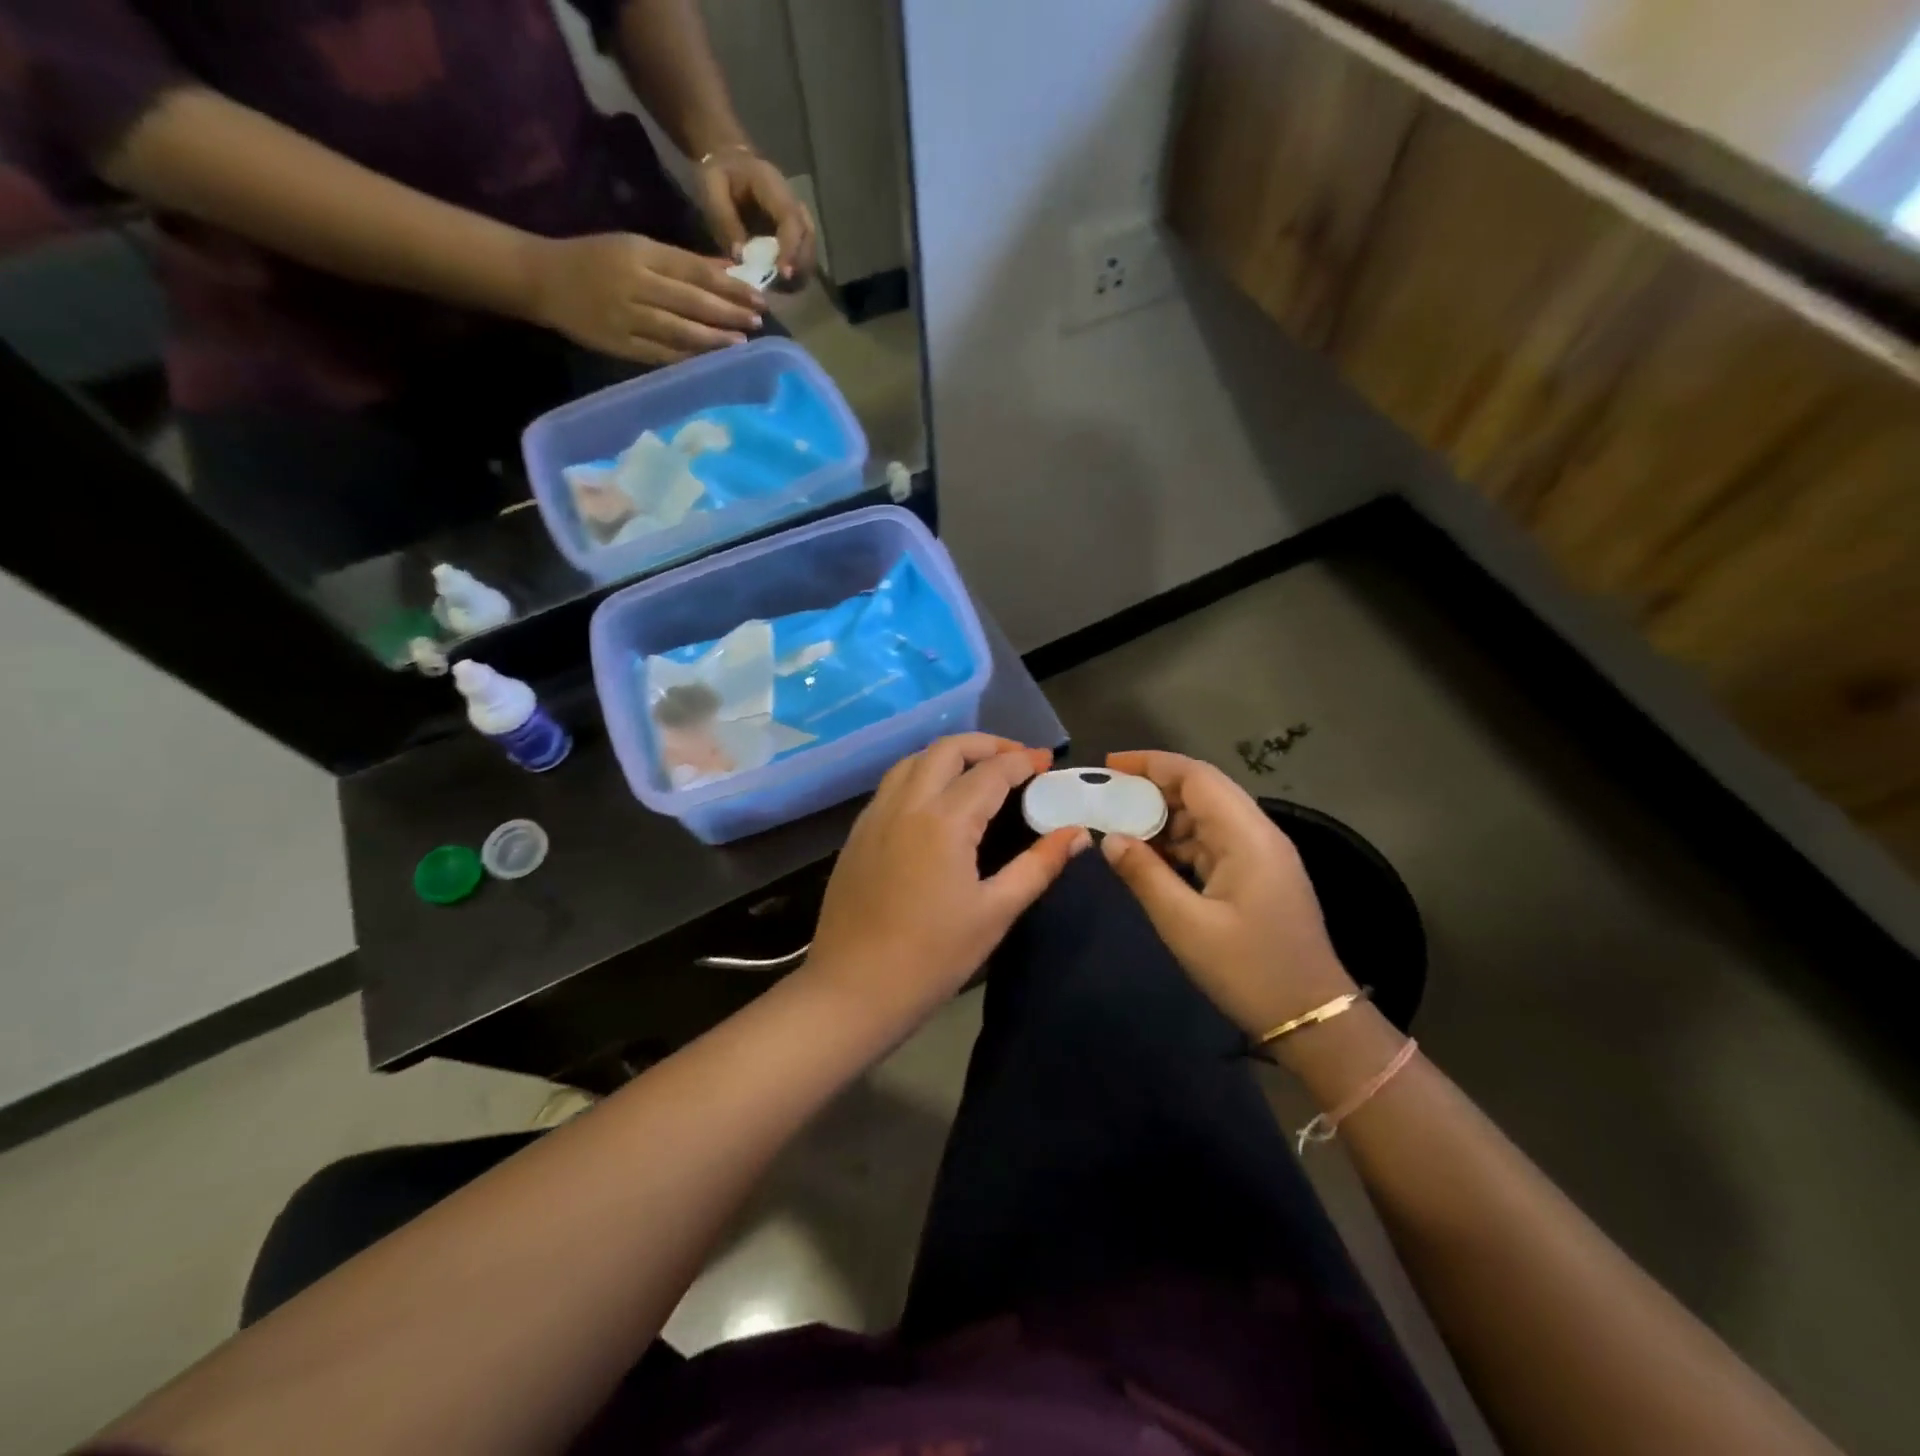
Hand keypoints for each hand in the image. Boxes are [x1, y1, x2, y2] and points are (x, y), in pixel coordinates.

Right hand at [523, 232, 764, 366]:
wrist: (541, 279)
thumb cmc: (595, 260)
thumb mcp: (636, 248)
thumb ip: (682, 262)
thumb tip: (728, 271)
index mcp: (640, 254)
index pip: (694, 271)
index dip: (729, 285)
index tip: (757, 296)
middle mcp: (635, 284)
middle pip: (691, 301)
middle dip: (728, 312)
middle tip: (758, 320)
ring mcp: (627, 318)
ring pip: (679, 330)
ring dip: (714, 339)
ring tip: (741, 343)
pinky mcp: (620, 345)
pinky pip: (661, 355)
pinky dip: (688, 359)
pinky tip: (711, 363)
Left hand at [695, 148, 816, 279]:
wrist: (732, 163)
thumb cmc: (720, 174)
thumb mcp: (712, 188)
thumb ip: (725, 220)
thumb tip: (741, 258)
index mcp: (773, 186)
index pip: (791, 220)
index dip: (791, 249)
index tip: (783, 274)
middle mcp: (794, 203)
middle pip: (808, 239)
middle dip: (798, 267)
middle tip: (780, 286)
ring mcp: (798, 219)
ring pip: (810, 251)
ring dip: (798, 273)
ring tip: (779, 287)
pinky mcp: (797, 234)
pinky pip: (803, 258)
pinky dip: (795, 273)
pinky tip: (780, 283)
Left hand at [805, 735, 1089, 1023]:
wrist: (853, 990)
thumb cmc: (932, 957)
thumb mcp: (995, 913)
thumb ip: (1038, 866)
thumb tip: (1077, 834)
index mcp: (944, 820)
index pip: (991, 772)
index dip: (1023, 762)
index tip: (1047, 761)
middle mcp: (906, 804)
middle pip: (947, 749)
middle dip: (986, 744)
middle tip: (1016, 759)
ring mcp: (875, 816)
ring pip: (913, 760)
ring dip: (949, 755)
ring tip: (978, 772)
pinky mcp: (858, 833)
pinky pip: (892, 784)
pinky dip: (921, 774)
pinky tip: (936, 801)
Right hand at [1099, 751, 1355, 1038]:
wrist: (1313, 1018)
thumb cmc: (1248, 970)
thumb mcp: (1185, 925)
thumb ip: (1144, 875)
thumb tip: (1110, 838)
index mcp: (1246, 836)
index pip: (1196, 776)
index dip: (1151, 763)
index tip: (1109, 766)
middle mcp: (1258, 833)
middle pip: (1202, 790)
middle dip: (1153, 788)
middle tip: (1108, 798)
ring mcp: (1261, 855)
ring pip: (1207, 816)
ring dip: (1165, 817)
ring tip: (1122, 828)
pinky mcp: (1258, 875)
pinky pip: (1213, 842)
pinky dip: (1180, 842)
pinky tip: (1152, 858)